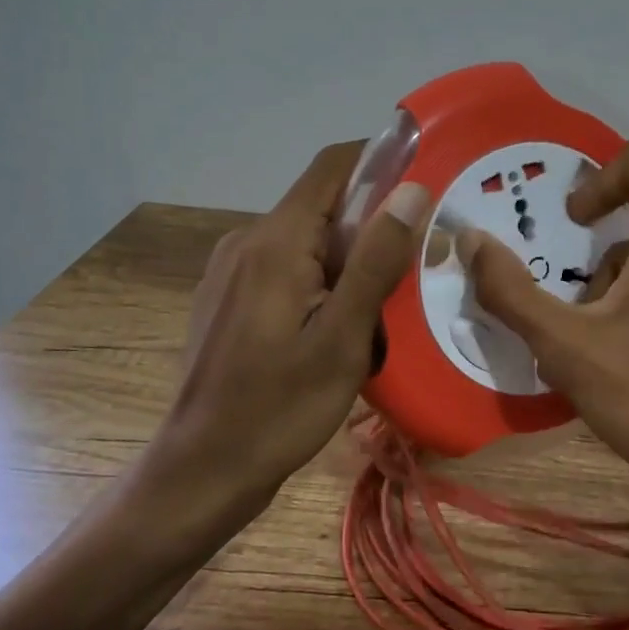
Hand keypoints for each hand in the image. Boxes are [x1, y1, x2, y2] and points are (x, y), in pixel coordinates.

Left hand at [140, 142, 430, 526]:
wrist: (202, 469)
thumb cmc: (279, 408)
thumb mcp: (343, 338)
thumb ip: (377, 261)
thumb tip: (412, 190)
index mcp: (275, 241)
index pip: (333, 167)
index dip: (381, 160)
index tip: (426, 180)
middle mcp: (247, 240)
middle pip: (322, 205)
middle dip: (371, 226)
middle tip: (415, 266)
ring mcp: (232, 269)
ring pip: (306, 240)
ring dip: (348, 260)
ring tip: (381, 310)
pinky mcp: (228, 297)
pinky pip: (285, 267)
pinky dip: (321, 281)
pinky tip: (338, 328)